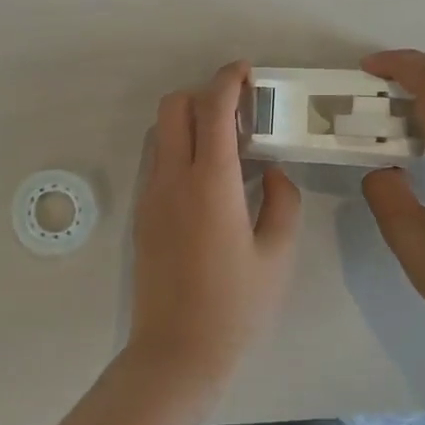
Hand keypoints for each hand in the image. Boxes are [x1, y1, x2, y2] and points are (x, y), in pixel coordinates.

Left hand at [130, 61, 301, 385]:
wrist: (176, 351)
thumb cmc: (236, 305)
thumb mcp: (277, 254)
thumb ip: (282, 201)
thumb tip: (274, 172)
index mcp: (211, 183)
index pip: (212, 109)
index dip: (228, 80)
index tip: (246, 72)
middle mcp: (172, 179)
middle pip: (173, 106)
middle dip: (203, 94)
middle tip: (239, 113)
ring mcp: (151, 196)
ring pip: (161, 132)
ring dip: (189, 121)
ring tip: (226, 145)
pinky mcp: (142, 214)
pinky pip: (157, 161)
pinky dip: (179, 148)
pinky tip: (208, 179)